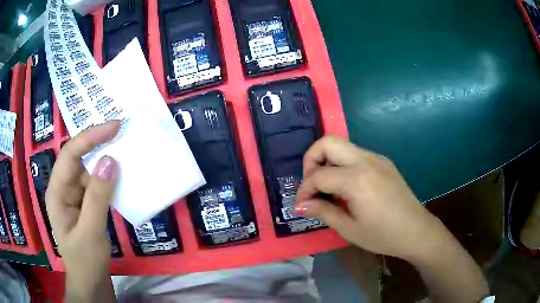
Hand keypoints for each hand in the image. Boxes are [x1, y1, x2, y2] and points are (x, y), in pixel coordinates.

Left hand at [45, 121, 119, 297]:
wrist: (90, 283)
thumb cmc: (85, 261)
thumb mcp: (90, 232)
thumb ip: (97, 197)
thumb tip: (111, 160)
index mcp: (57, 191)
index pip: (70, 154)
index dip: (90, 137)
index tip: (115, 126)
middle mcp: (64, 187)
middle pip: (78, 157)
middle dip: (97, 142)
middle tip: (122, 131)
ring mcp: (75, 195)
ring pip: (89, 169)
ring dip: (105, 159)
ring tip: (125, 148)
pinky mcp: (86, 203)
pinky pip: (97, 184)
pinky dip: (109, 177)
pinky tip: (121, 175)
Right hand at [294, 136, 440, 260]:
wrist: (416, 231)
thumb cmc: (383, 235)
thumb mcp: (349, 229)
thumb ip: (323, 211)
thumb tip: (300, 205)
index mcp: (357, 180)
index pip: (319, 175)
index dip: (304, 189)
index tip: (301, 205)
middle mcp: (366, 160)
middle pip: (328, 142)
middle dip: (311, 159)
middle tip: (311, 184)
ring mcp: (377, 158)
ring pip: (342, 145)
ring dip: (327, 161)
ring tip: (328, 188)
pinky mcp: (383, 161)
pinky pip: (355, 154)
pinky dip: (342, 165)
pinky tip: (347, 187)